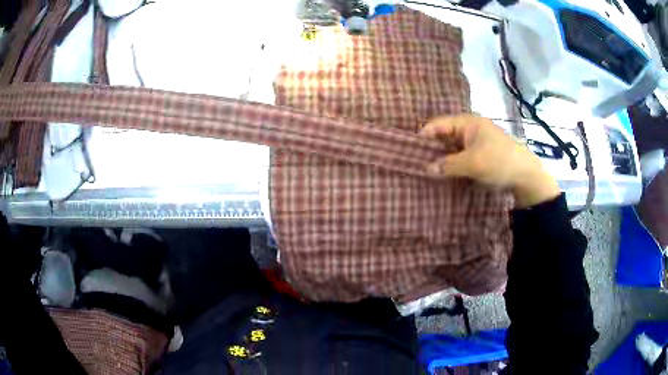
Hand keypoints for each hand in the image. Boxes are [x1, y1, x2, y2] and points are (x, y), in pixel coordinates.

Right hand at [420, 115, 560, 207]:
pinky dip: (453, 164)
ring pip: (453, 148)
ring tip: (428, 171)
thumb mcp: (473, 163)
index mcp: (468, 122)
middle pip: (444, 135)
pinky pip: (462, 157)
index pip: (438, 124)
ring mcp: (477, 142)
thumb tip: (426, 169)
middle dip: (432, 149)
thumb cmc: (499, 162)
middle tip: (417, 163)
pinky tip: (445, 175)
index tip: (410, 151)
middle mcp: (470, 129)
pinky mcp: (481, 155)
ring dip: (443, 159)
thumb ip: (448, 165)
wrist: (526, 176)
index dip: (424, 136)